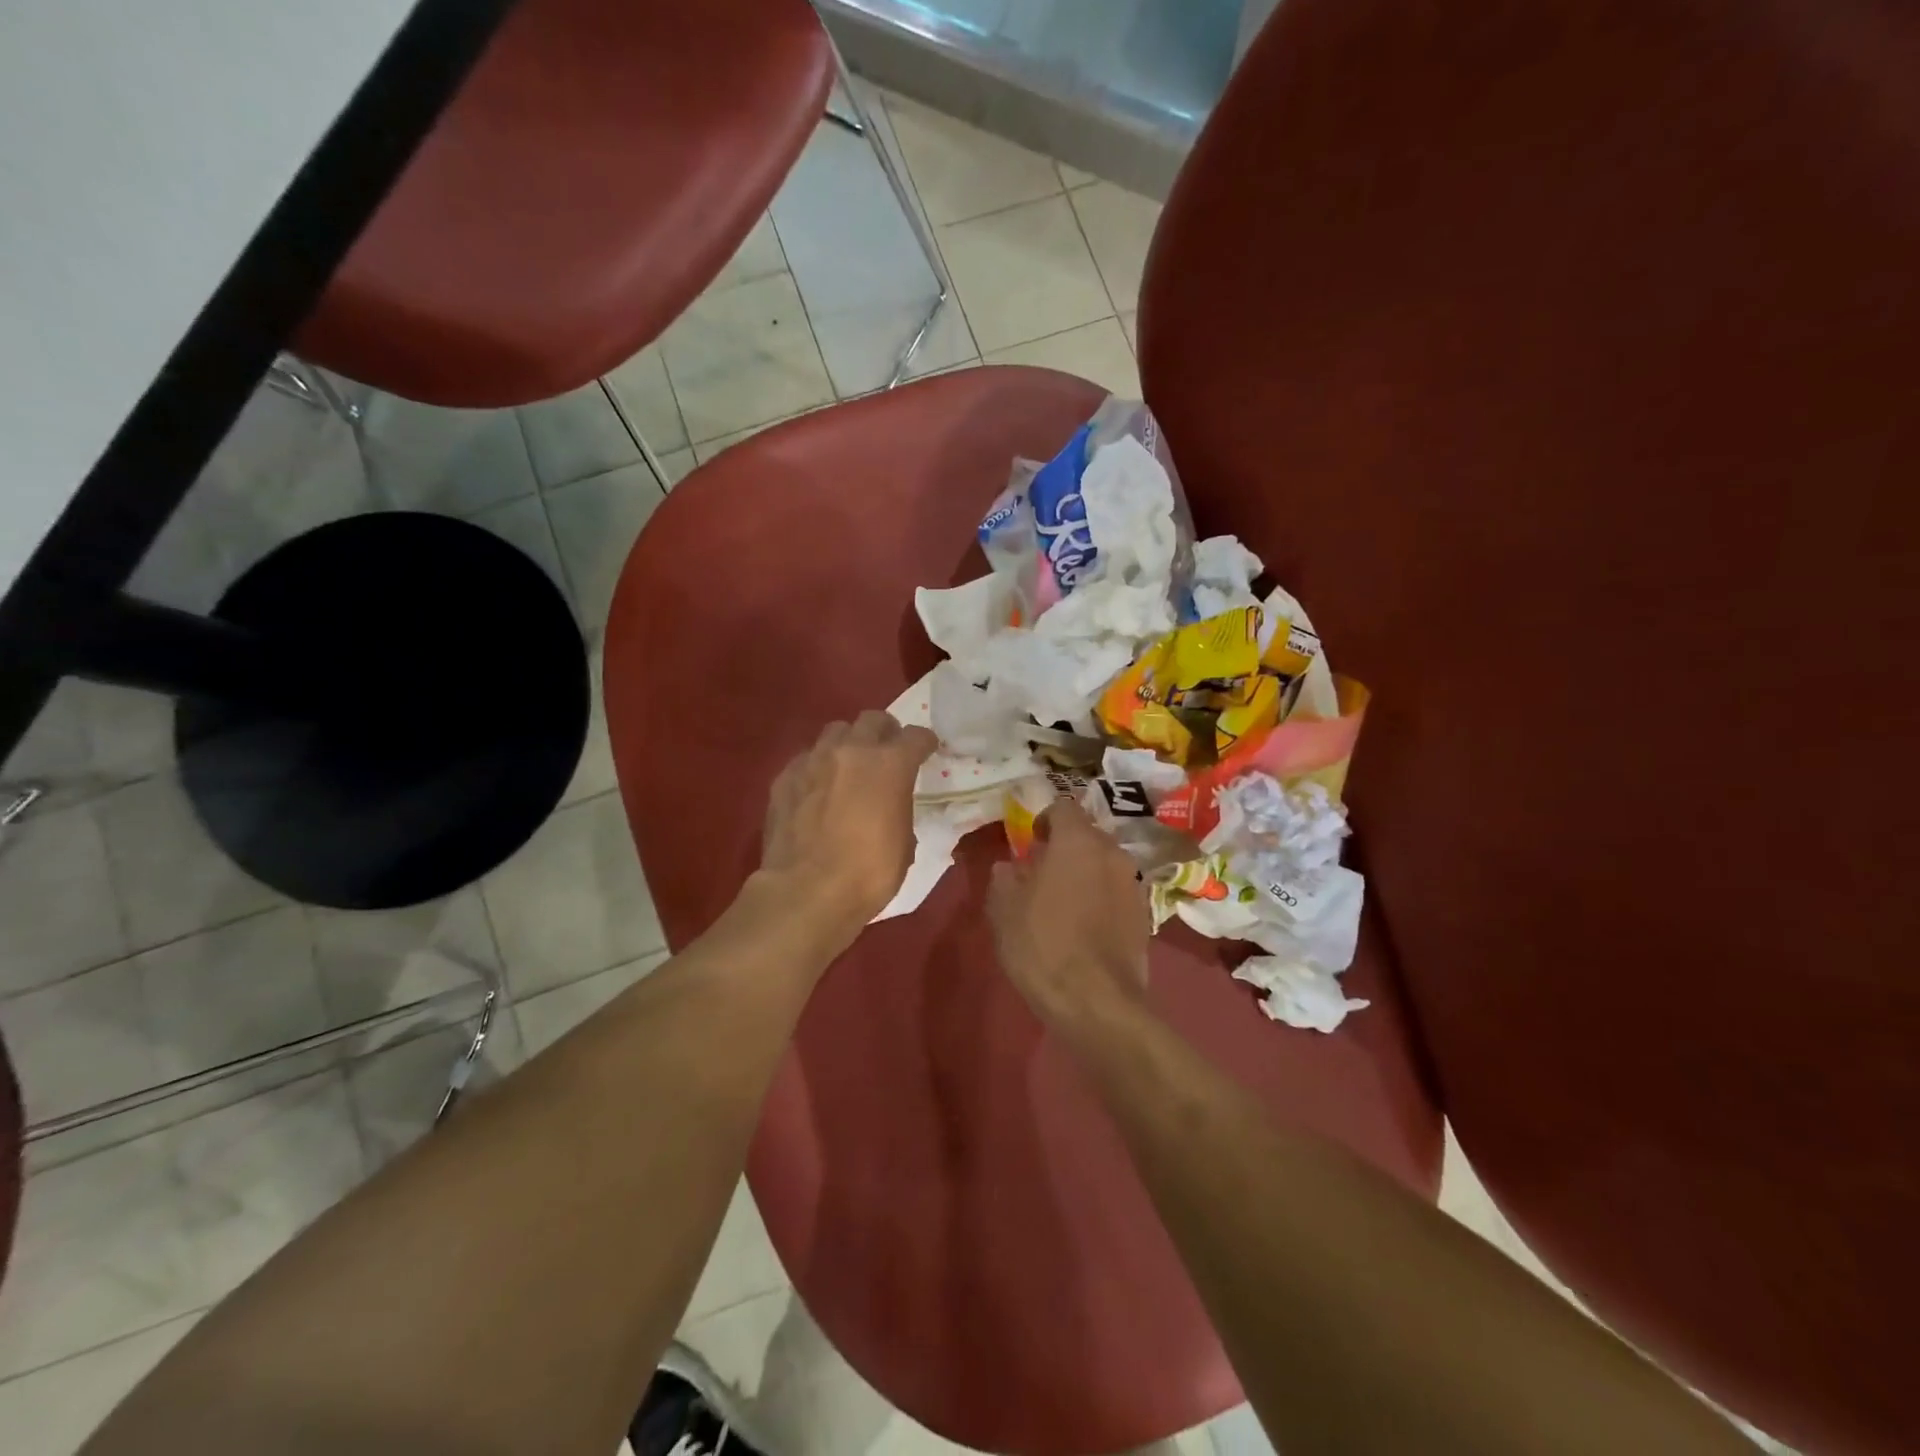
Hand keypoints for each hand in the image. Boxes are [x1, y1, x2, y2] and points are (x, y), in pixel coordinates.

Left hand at [761, 711, 937, 935]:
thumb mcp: (904, 843)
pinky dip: (817, 767)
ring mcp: (813, 760)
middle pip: (873, 719)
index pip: (916, 736)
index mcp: (890, 765)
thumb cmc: (868, 874)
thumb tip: (891, 807)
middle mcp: (852, 751)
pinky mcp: (784, 777)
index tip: (926, 752)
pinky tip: (817, 790)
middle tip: (886, 753)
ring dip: (848, 744)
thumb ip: (900, 810)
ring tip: (848, 767)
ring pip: (835, 731)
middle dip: (884, 732)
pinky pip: (806, 758)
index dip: (924, 743)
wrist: (806, 892)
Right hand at [986, 799, 1151, 1026]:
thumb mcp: (1004, 910)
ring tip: (1063, 904)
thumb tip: (1009, 867)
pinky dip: (1101, 899)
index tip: (1031, 843)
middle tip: (1042, 875)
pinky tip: (1084, 928)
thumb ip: (1004, 877)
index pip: (1064, 807)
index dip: (1044, 820)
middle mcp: (1112, 853)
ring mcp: (1133, 884)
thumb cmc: (1043, 945)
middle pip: (1087, 836)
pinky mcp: (1145, 916)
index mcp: (1077, 841)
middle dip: (1065, 848)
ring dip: (1085, 874)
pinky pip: (1116, 893)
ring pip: (1104, 865)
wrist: (1097, 1002)